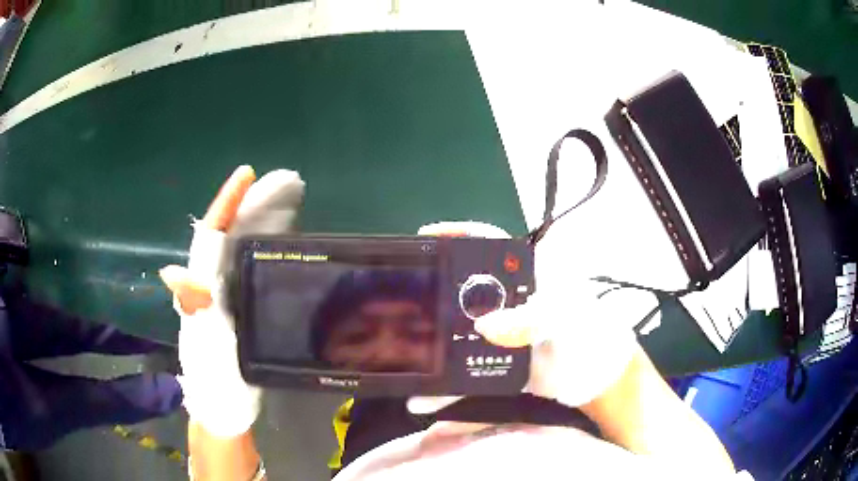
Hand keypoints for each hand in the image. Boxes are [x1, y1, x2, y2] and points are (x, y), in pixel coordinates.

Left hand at [159, 165, 304, 436]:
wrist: (225, 405)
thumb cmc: (215, 378)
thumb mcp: (204, 348)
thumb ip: (193, 312)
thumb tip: (174, 272)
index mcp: (201, 287)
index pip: (211, 235)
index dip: (228, 204)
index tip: (248, 175)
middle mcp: (211, 281)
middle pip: (231, 232)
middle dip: (256, 204)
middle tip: (289, 185)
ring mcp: (226, 291)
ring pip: (243, 244)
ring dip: (265, 219)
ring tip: (293, 200)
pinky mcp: (240, 303)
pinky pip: (253, 263)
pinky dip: (269, 243)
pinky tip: (286, 235)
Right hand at [410, 221, 642, 411]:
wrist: (598, 380)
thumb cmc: (591, 335)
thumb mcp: (567, 318)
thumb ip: (531, 318)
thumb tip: (485, 326)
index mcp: (530, 272)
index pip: (490, 242)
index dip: (458, 234)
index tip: (426, 237)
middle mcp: (510, 297)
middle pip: (465, 286)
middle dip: (436, 291)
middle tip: (408, 297)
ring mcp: (501, 330)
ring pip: (459, 329)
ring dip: (435, 341)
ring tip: (406, 349)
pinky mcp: (496, 359)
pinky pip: (465, 368)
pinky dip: (446, 384)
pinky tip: (425, 397)